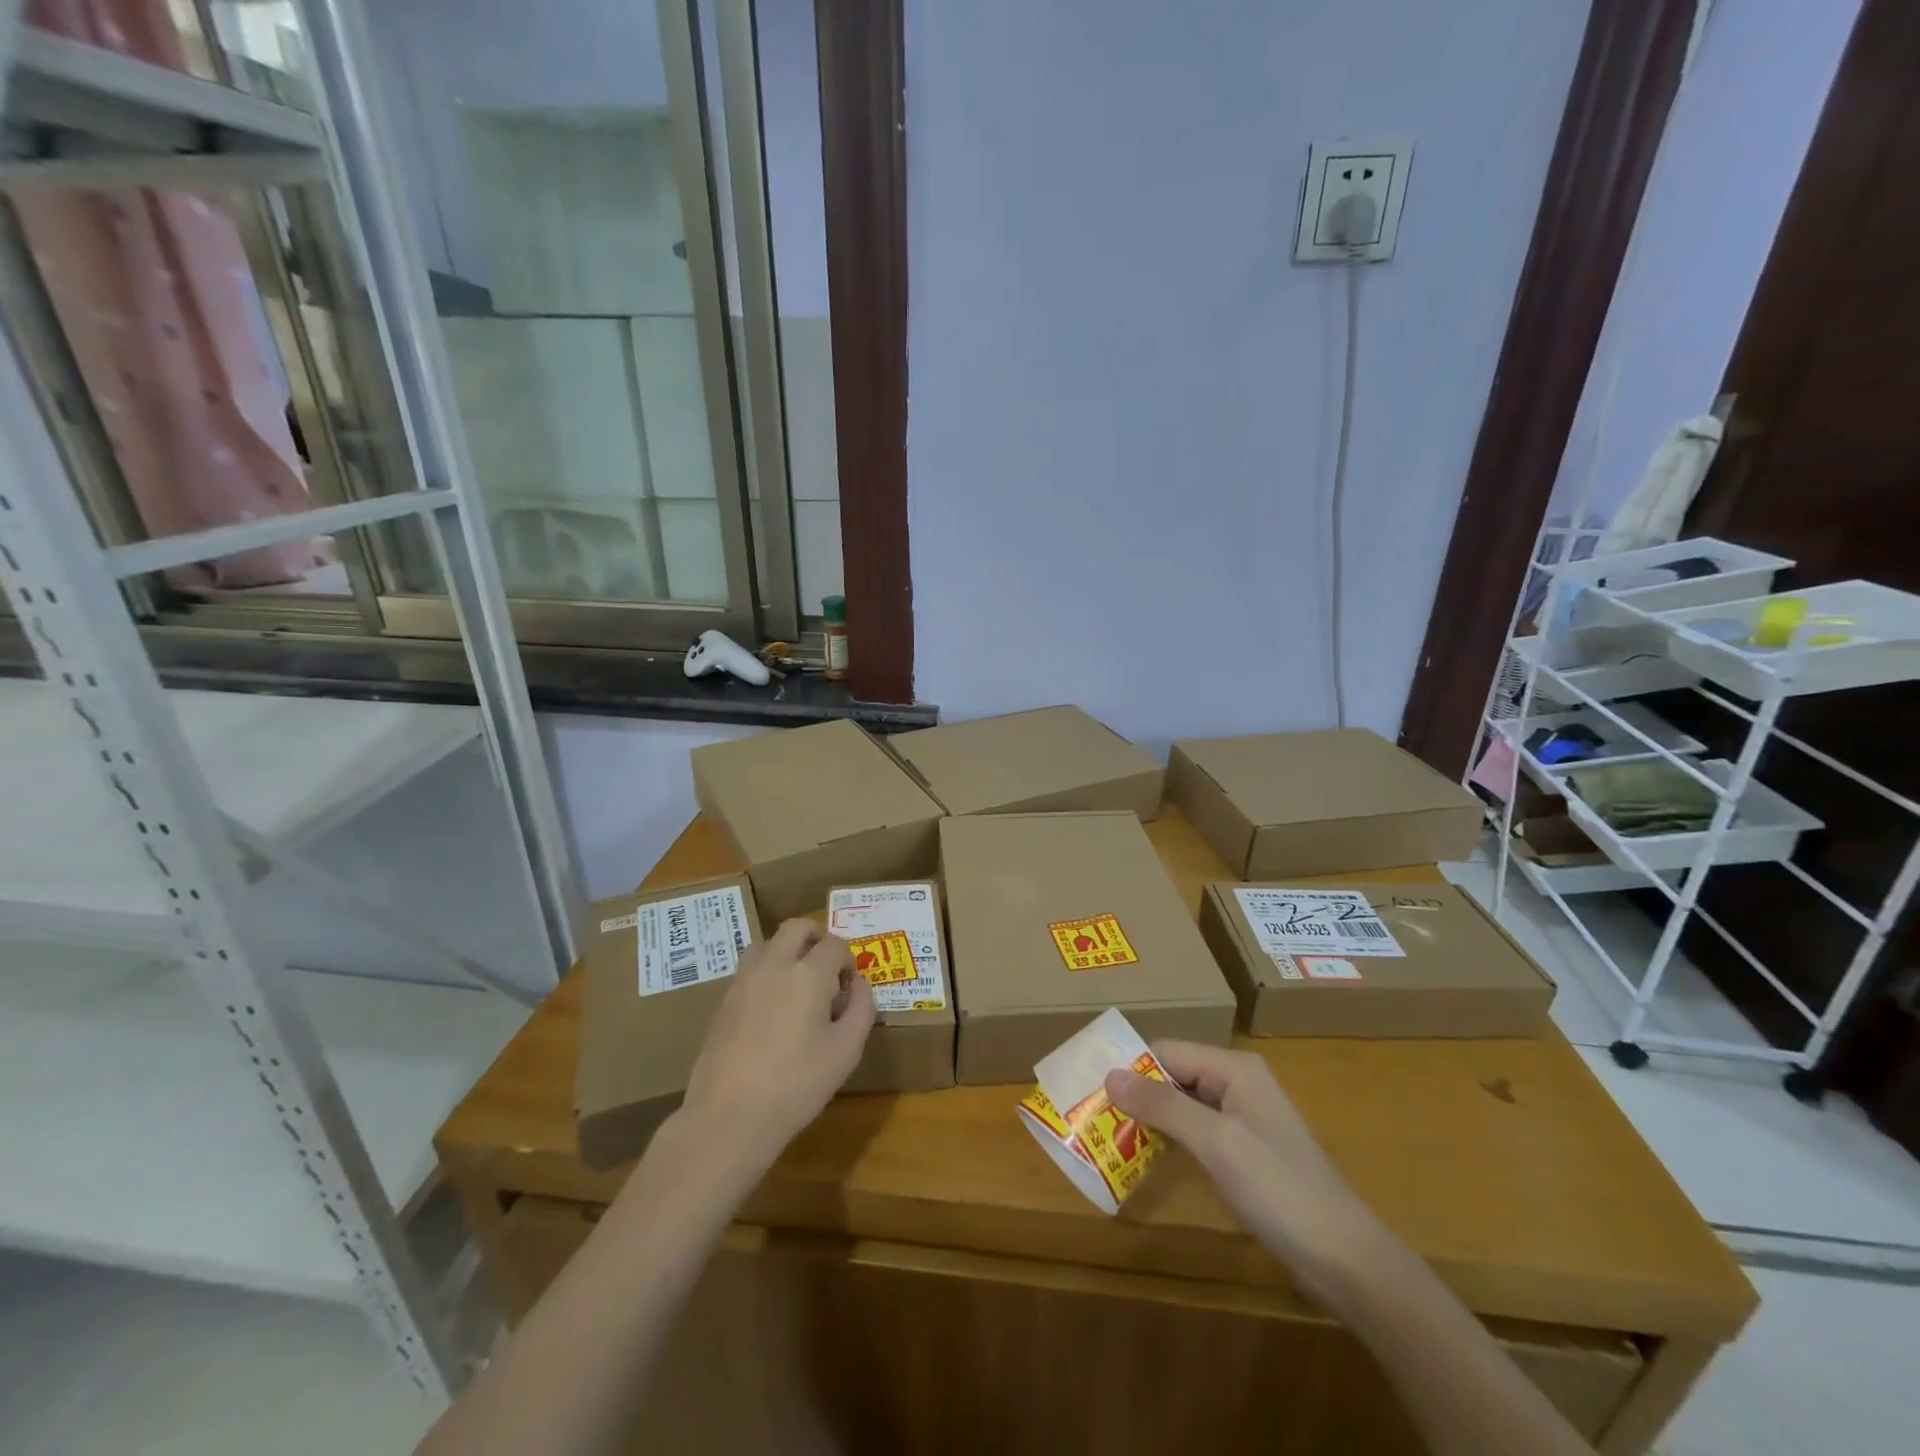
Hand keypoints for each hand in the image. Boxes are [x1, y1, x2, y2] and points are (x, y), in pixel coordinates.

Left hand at [680, 919, 875, 1161]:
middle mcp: (774, 965)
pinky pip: (750, 969)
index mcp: (808, 974)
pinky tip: (772, 1010)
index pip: (835, 944)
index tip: (849, 988)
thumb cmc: (797, 1085)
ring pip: (768, 943)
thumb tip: (858, 984)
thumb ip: (861, 1009)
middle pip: (796, 928)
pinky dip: (767, 973)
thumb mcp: (846, 1051)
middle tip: (826, 970)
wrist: (729, 1116)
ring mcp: (744, 981)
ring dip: (787, 951)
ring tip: (797, 986)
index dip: (848, 960)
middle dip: (817, 938)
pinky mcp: (723, 1001)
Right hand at [1105, 1041, 1380, 1296]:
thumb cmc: (1279, 1190)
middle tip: (1093, 1115)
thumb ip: (1163, 1105)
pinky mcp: (1245, 1151)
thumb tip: (1110, 1073)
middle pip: (1173, 1075)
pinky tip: (1145, 1156)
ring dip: (1149, 1118)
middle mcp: (1237, 1083)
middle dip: (1136, 1093)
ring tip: (1108, 1135)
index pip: (1167, 1051)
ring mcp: (1243, 1118)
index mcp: (1234, 1068)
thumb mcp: (1216, 1143)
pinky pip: (1196, 1130)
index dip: (1130, 1067)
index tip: (1091, 1088)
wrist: (1345, 1259)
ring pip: (1182, 1104)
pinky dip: (1169, 1139)